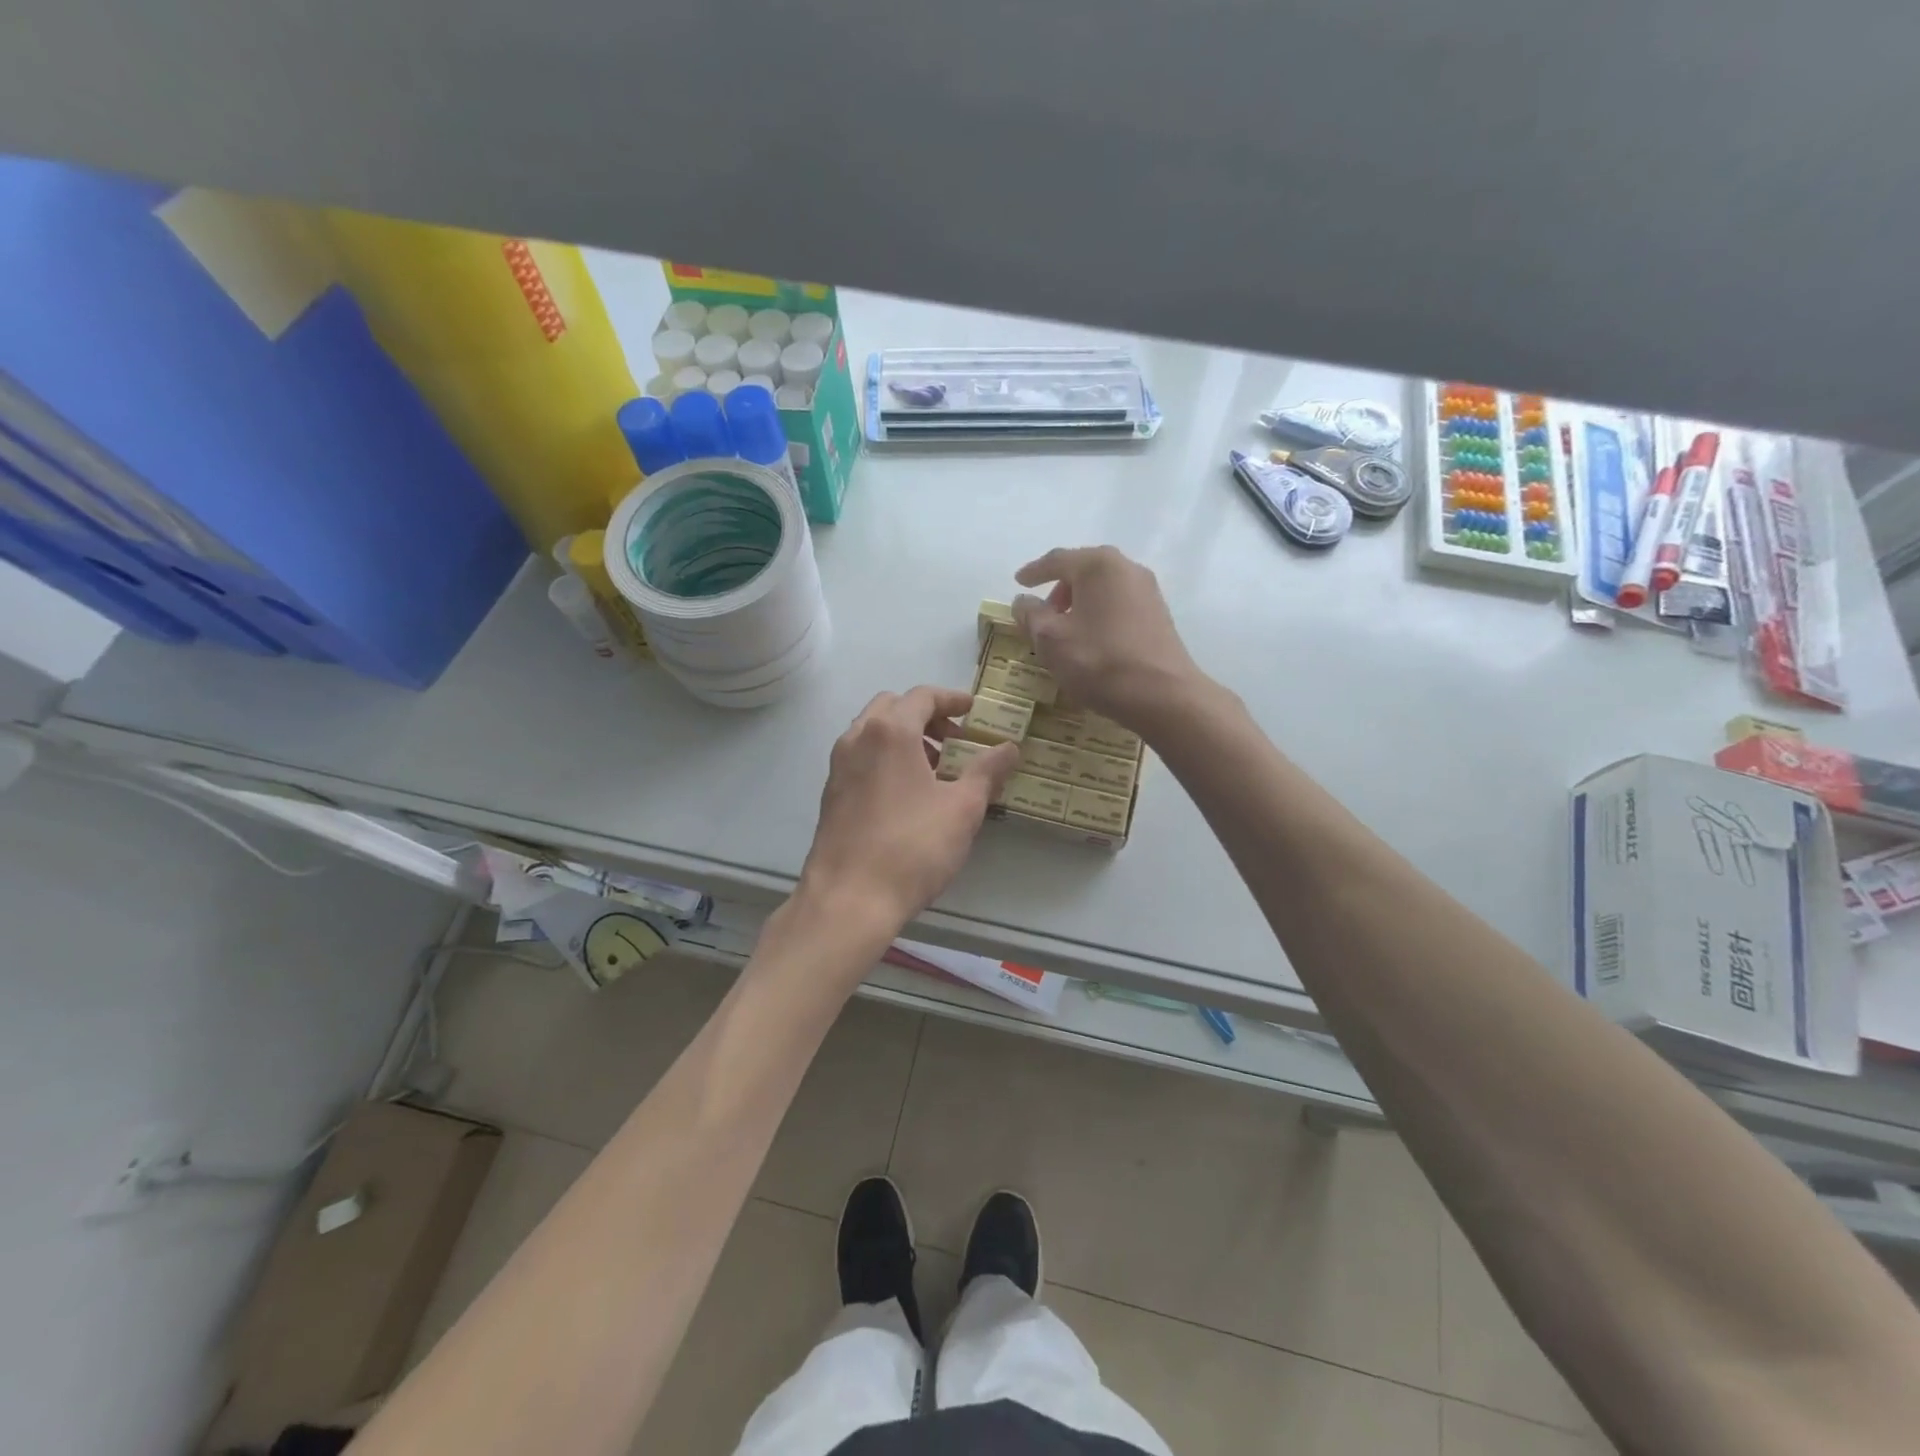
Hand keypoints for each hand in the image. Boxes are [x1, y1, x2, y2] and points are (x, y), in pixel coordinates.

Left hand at [798, 686, 1020, 933]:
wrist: (849, 898)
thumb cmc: (912, 847)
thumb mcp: (963, 809)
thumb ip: (987, 771)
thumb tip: (1009, 748)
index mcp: (890, 731)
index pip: (923, 696)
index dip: (952, 699)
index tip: (973, 710)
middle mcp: (858, 738)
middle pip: (893, 707)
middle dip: (926, 716)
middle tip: (955, 741)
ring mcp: (838, 765)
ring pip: (873, 732)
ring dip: (905, 737)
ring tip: (936, 770)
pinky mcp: (831, 793)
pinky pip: (861, 757)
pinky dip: (886, 758)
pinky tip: (908, 794)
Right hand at [1013, 547, 1204, 732]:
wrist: (1162, 695)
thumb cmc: (1099, 661)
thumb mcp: (1050, 639)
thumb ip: (1030, 615)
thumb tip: (1022, 601)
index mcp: (1097, 565)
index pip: (1057, 560)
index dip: (1034, 572)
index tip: (1018, 582)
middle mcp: (1126, 568)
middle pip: (1083, 570)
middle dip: (1059, 587)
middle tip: (1042, 611)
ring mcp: (1148, 591)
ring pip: (1103, 587)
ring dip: (1080, 602)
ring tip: (1065, 629)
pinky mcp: (1158, 615)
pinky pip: (1119, 603)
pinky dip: (1099, 613)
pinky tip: (1091, 639)